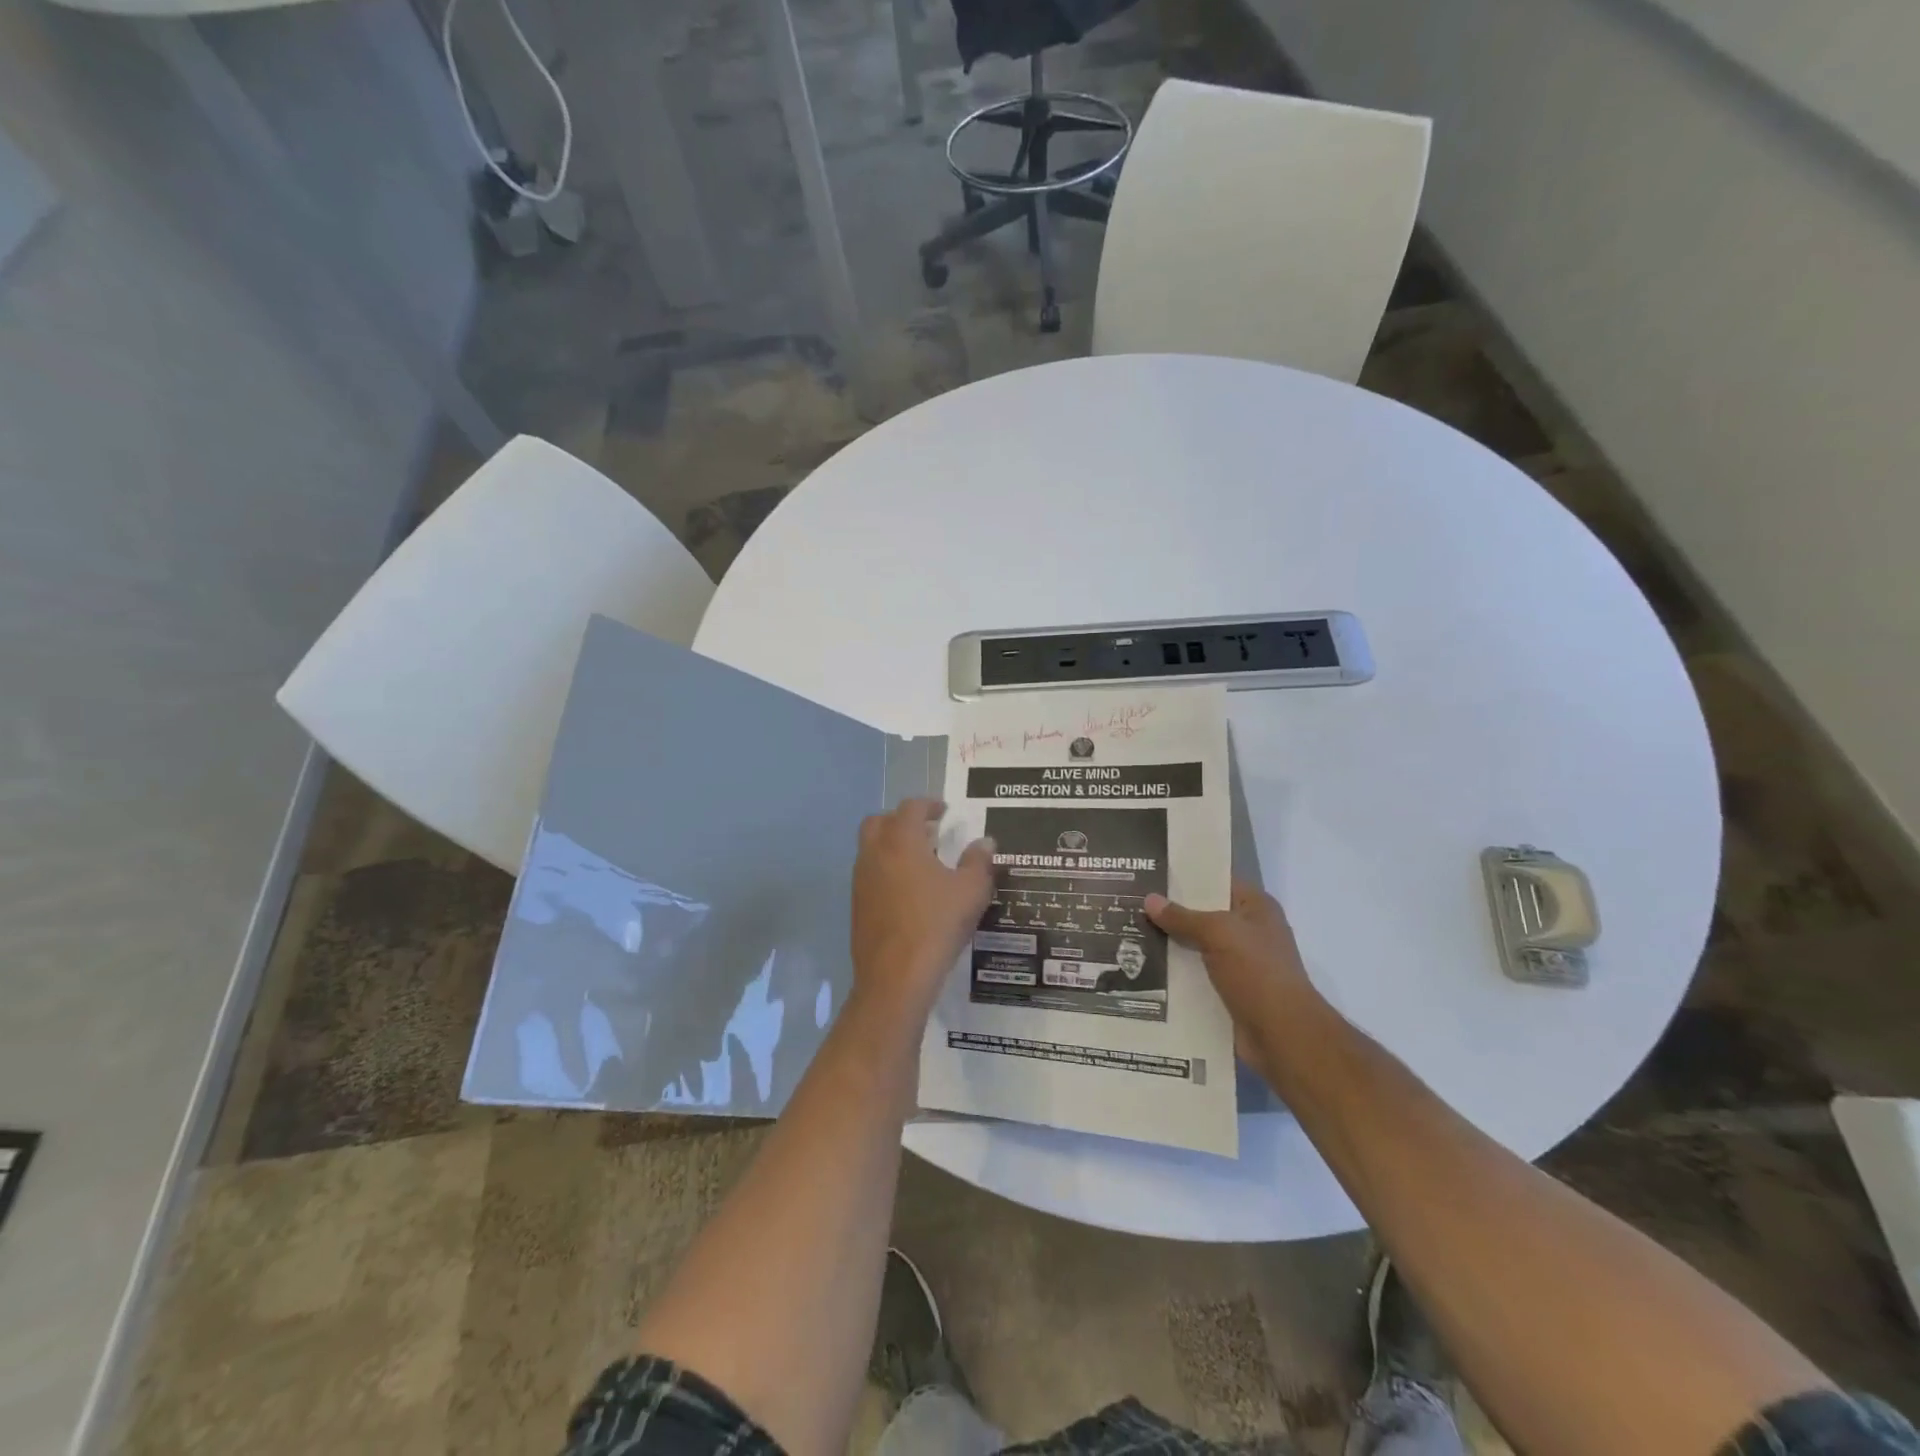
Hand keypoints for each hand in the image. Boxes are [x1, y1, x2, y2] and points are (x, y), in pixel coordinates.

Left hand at [851, 798, 993, 1021]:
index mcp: (901, 841)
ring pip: (871, 848)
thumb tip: (985, 842)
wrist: (895, 977)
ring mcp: (861, 880)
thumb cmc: (936, 925)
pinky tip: (909, 891)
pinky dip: (886, 870)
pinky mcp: (857, 905)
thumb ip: (979, 861)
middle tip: (927, 832)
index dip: (929, 804)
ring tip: (921, 862)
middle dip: (902, 820)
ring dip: (892, 845)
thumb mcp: (971, 891)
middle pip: (880, 821)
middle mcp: (874, 853)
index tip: (944, 811)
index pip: (910, 807)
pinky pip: (869, 874)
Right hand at [1145, 881, 1320, 1028]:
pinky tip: (1143, 967)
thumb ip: (1183, 917)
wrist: (1282, 1036)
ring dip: (1169, 943)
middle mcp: (1248, 931)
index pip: (1217, 880)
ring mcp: (1239, 963)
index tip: (1150, 872)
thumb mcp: (1218, 933)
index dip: (1186, 876)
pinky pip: (1195, 974)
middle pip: (1203, 913)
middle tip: (1130, 901)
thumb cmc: (1257, 972)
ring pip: (1196, 945)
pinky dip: (1174, 972)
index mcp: (1255, 908)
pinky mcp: (1228, 991)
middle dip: (1170, 910)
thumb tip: (1150, 899)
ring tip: (1128, 933)